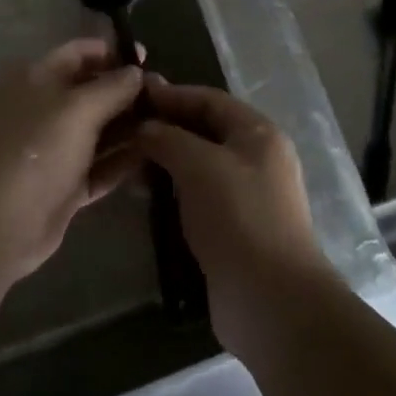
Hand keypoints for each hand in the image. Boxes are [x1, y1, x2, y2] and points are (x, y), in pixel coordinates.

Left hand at [0, 38, 146, 283]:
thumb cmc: (37, 148)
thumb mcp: (78, 109)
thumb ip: (112, 87)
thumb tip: (136, 72)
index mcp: (37, 79)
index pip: (78, 53)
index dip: (112, 52)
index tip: (147, 58)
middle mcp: (44, 109)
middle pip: (91, 92)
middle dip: (126, 93)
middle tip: (166, 97)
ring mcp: (53, 149)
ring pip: (98, 132)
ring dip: (129, 128)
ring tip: (169, 126)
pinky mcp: (64, 186)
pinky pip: (99, 167)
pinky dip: (122, 162)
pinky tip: (154, 158)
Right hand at [134, 78, 333, 353]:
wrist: (271, 301)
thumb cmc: (237, 216)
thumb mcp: (198, 164)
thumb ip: (168, 137)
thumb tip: (145, 128)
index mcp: (258, 133)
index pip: (209, 99)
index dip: (172, 94)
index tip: (135, 93)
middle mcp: (256, 159)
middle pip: (205, 131)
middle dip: (166, 128)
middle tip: (124, 129)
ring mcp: (247, 197)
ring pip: (199, 166)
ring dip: (166, 162)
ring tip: (127, 163)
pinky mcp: (235, 230)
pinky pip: (198, 198)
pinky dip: (173, 192)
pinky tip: (146, 198)